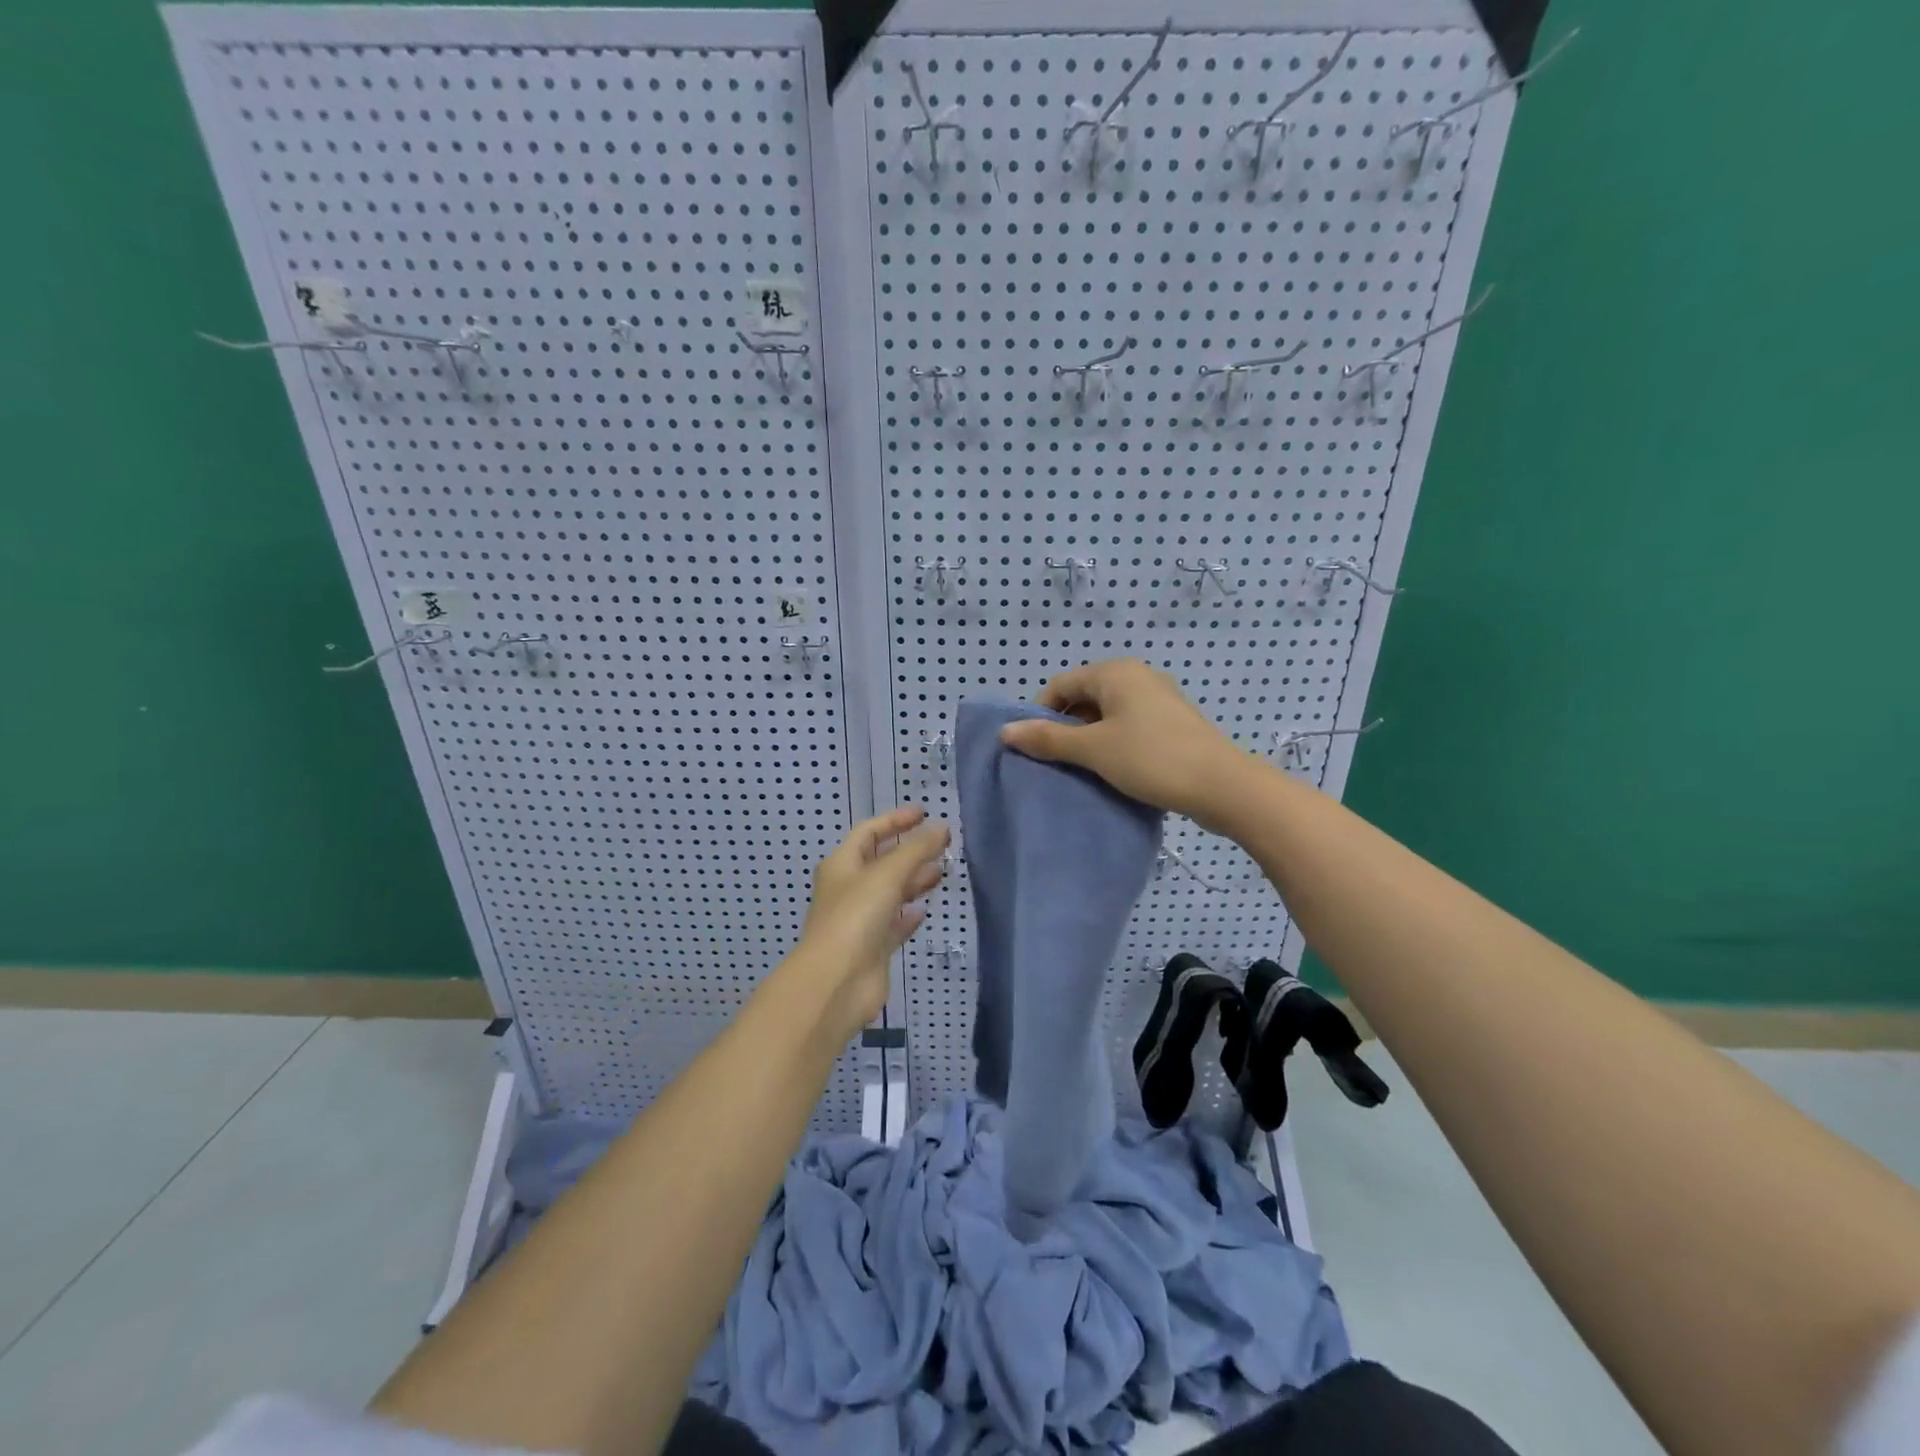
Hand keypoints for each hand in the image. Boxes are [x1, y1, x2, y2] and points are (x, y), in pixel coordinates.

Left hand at [789, 807, 948, 1039]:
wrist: (836, 982)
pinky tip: (924, 910)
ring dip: (914, 880)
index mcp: (842, 864)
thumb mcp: (887, 874)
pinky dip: (908, 915)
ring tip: (942, 871)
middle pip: (882, 861)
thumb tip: (941, 827)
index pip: (869, 832)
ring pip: (891, 892)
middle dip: (910, 851)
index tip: (924, 812)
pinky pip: (894, 924)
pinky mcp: (873, 947)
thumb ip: (917, 849)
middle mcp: (849, 888)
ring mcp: (860, 919)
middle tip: (943, 844)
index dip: (895, 820)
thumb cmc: (855, 917)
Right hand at [998, 660, 1253, 832]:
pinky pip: (1129, 725)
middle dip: (1065, 727)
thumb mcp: (1093, 749)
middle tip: (1058, 762)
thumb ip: (1048, 739)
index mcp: (1115, 672)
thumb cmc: (1151, 758)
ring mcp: (1158, 698)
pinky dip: (1114, 743)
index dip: (1041, 715)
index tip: (1036, 749)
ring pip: (1107, 714)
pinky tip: (1114, 770)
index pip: (1060, 685)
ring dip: (1089, 738)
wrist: (1222, 786)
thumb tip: (1005, 731)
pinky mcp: (1172, 722)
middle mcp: (1137, 676)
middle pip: (1084, 696)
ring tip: (1084, 769)